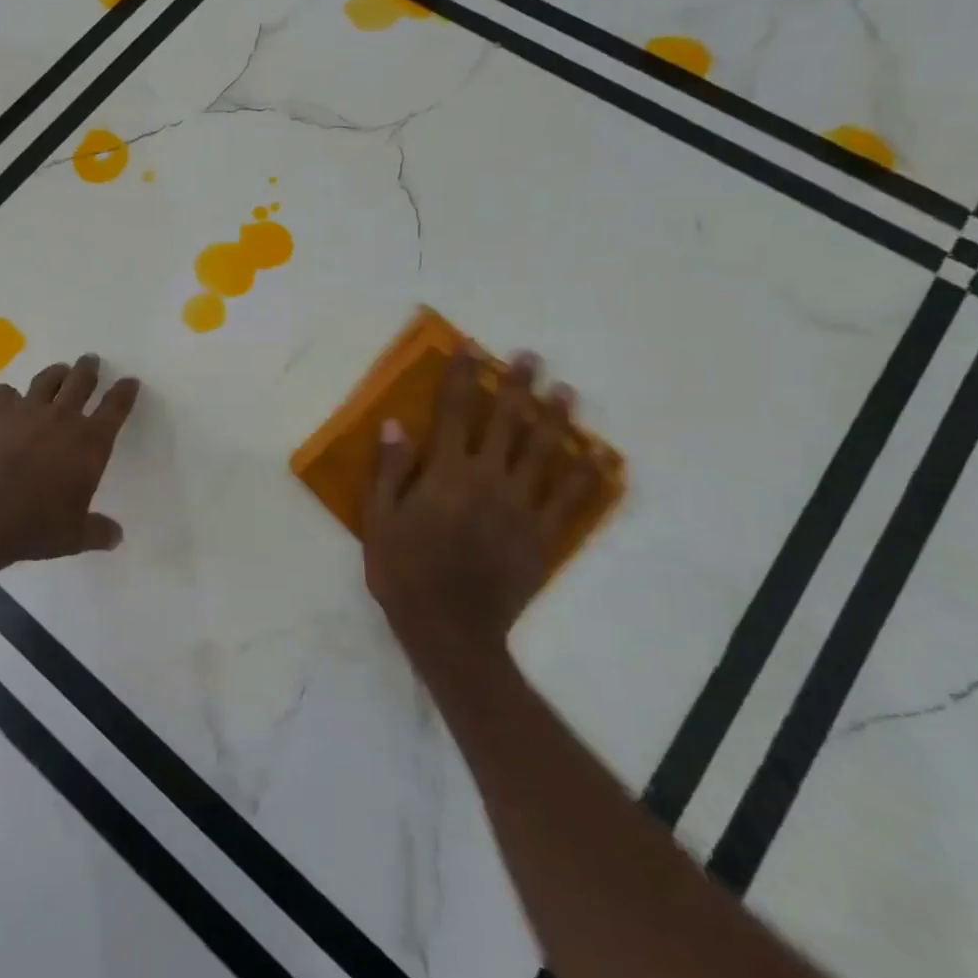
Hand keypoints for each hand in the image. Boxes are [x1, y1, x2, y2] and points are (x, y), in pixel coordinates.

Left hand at [0, 353, 140, 570]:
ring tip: (59, 371)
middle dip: (89, 369)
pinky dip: (9, 395)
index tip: (130, 381)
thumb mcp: (73, 537)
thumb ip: (98, 532)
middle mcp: (62, 418)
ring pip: (47, 380)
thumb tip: (116, 537)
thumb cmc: (34, 526)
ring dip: (57, 372)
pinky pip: (5, 392)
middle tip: (91, 361)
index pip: (116, 408)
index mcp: (90, 443)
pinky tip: (8, 400)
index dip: (125, 392)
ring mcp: (26, 410)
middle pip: (81, 381)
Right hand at [364, 346, 603, 647]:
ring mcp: (521, 507)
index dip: (462, 376)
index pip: (454, 412)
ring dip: (556, 419)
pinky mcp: (542, 536)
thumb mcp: (379, 520)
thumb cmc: (404, 572)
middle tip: (531, 357)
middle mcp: (488, 479)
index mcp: (446, 473)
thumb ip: (390, 470)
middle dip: (518, 385)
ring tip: (566, 392)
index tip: (471, 348)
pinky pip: (570, 500)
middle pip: (507, 422)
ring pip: (544, 452)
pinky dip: (586, 476)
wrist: (450, 630)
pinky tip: (598, 457)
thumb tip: (396, 423)